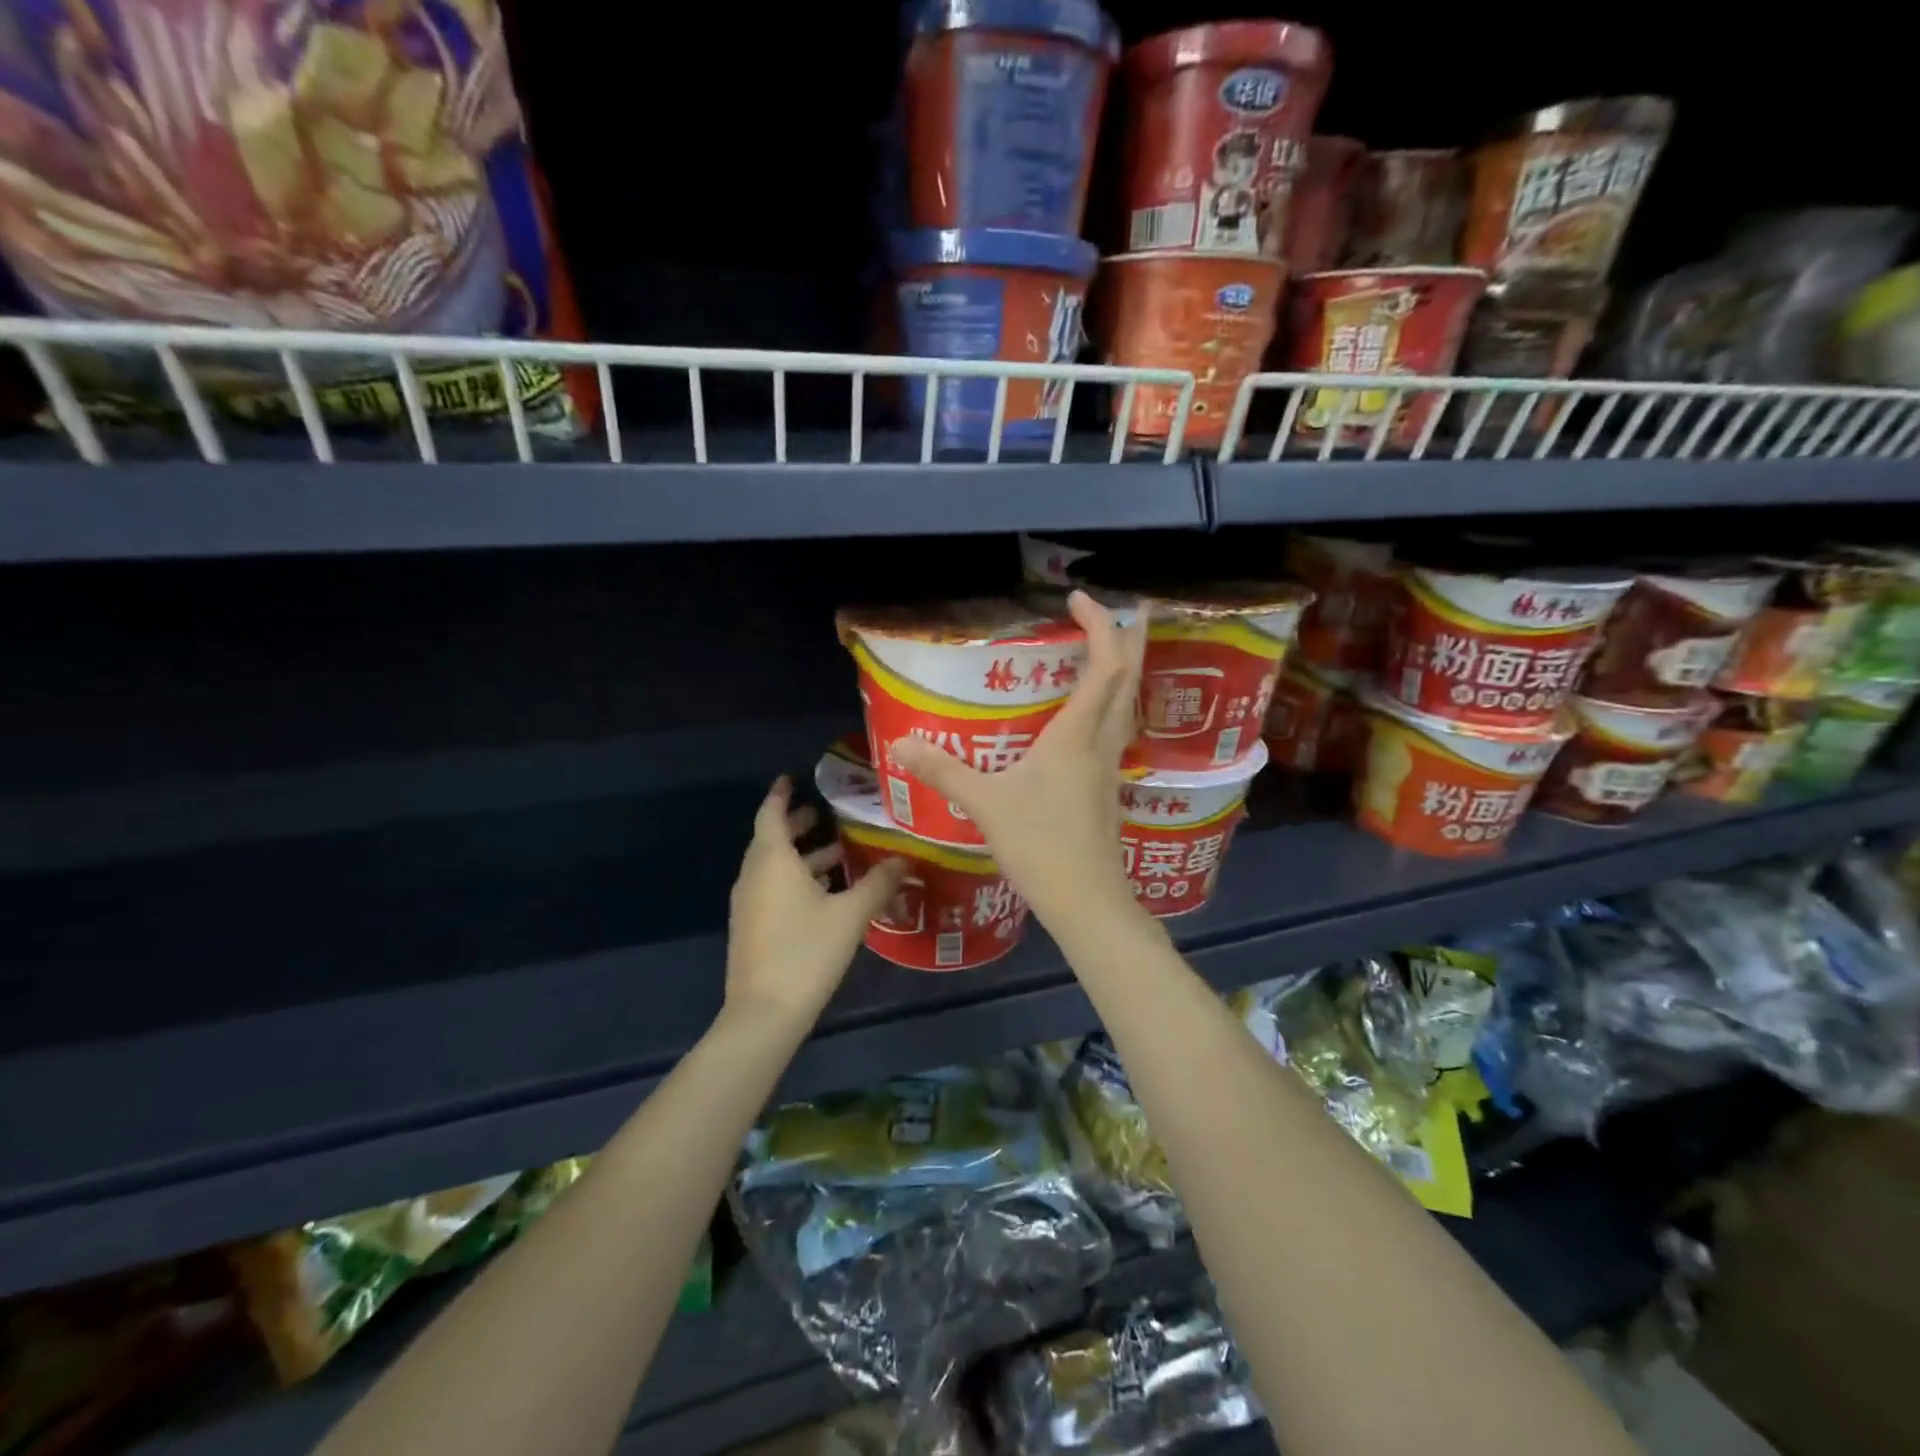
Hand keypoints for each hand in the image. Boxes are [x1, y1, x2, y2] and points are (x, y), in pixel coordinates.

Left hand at [726, 778, 906, 1026]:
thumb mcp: (851, 914)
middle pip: (772, 839)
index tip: (792, 778)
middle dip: (798, 825)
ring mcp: (749, 904)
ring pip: (774, 867)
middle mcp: (754, 875)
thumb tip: (906, 858)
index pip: (770, 814)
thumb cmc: (806, 951)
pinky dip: (796, 879)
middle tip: (828, 814)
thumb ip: (879, 882)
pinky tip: (827, 893)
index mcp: (772, 860)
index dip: (780, 794)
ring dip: (802, 856)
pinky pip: (773, 888)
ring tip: (839, 853)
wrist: (764, 1013)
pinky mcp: (752, 927)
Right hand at [889, 590, 1147, 928]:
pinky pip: (1115, 730)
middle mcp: (1100, 742)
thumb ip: (944, 771)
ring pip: (1128, 705)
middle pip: (1130, 678)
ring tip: (1110, 649)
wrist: (1086, 900)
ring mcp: (1109, 767)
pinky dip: (1111, 705)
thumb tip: (902, 745)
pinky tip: (1091, 716)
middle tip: (1127, 608)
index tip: (1078, 598)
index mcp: (1076, 735)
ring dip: (1125, 670)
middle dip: (1130, 638)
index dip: (1099, 626)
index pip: (1104, 666)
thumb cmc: (1040, 845)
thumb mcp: (985, 805)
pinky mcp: (1107, 789)